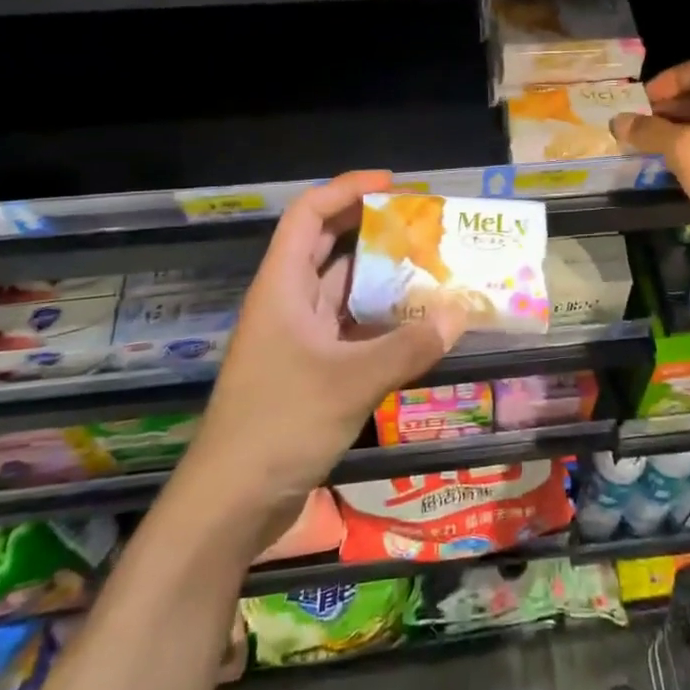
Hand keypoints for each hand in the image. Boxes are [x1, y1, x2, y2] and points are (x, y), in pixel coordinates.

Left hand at [181, 171, 465, 547]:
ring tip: (431, 269)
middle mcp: (287, 302)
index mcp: (282, 286)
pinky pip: (349, 329)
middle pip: (327, 246)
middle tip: (421, 224)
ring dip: (381, 279)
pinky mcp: (308, 370)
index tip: (394, 185)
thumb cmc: (279, 425)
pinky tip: (416, 325)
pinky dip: (380, 322)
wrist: (229, 504)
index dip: (347, 190)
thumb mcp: (350, 382)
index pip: (308, 214)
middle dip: (372, 229)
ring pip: (342, 291)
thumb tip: (460, 312)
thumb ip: (408, 346)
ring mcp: (296, 338)